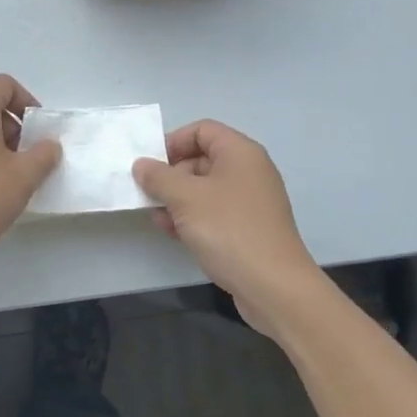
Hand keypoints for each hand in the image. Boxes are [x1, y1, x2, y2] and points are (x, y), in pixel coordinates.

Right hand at [133, 120, 322, 338]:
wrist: (274, 287)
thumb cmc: (229, 230)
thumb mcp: (185, 198)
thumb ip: (159, 177)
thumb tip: (142, 164)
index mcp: (240, 153)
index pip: (202, 130)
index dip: (173, 142)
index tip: (151, 165)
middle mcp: (249, 171)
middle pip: (202, 159)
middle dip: (172, 175)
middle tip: (149, 194)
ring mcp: (251, 202)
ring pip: (205, 189)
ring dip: (178, 200)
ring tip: (157, 217)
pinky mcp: (249, 229)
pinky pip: (215, 213)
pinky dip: (193, 218)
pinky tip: (173, 234)